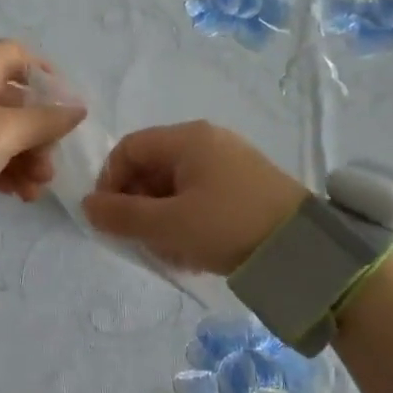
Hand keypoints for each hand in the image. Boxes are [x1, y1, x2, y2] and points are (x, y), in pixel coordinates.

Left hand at [0, 40, 85, 217]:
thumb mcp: (6, 132)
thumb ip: (46, 120)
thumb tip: (78, 108)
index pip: (17, 54)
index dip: (46, 76)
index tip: (67, 106)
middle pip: (13, 100)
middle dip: (39, 134)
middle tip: (51, 164)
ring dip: (25, 157)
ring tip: (38, 188)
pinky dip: (2, 168)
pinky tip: (20, 195)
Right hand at [82, 121, 306, 275]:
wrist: (305, 249)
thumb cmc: (228, 226)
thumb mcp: (168, 225)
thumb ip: (122, 216)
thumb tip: (87, 206)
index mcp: (188, 139)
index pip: (129, 149)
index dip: (110, 182)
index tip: (110, 218)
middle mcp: (208, 142)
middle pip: (153, 168)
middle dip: (139, 206)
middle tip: (142, 241)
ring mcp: (231, 163)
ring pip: (176, 187)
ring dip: (162, 219)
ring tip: (171, 253)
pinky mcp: (247, 186)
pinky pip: (202, 197)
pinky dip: (188, 221)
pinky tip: (194, 252)